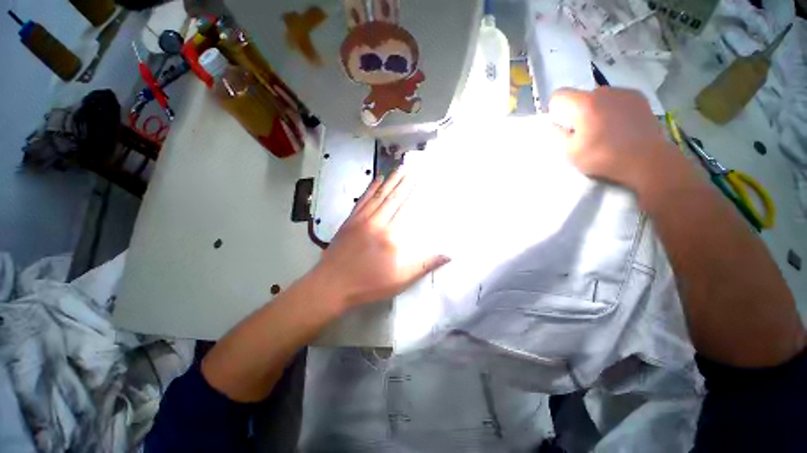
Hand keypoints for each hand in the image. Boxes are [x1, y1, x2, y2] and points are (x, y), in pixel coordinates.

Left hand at [308, 170, 449, 310]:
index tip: (420, 179)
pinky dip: (370, 189)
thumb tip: (448, 256)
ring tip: (398, 169)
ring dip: (388, 181)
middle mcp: (376, 222)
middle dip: (403, 181)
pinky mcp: (349, 221)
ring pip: (377, 195)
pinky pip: (362, 200)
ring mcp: (361, 220)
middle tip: (411, 167)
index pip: (405, 208)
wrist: (331, 285)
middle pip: (392, 198)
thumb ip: (424, 265)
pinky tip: (375, 180)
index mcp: (390, 235)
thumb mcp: (400, 280)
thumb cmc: (368, 284)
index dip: (413, 192)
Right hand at [548, 87, 681, 190]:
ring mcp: (624, 92)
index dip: (555, 109)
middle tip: (584, 130)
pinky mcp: (639, 97)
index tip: (562, 124)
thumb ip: (559, 135)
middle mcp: (604, 91)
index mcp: (584, 104)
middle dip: (577, 111)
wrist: (647, 160)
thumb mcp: (571, 152)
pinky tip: (620, 125)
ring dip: (596, 109)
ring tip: (604, 128)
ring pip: (599, 97)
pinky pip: (617, 98)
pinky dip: (612, 108)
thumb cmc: (604, 157)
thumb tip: (555, 124)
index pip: (559, 95)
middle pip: (580, 96)